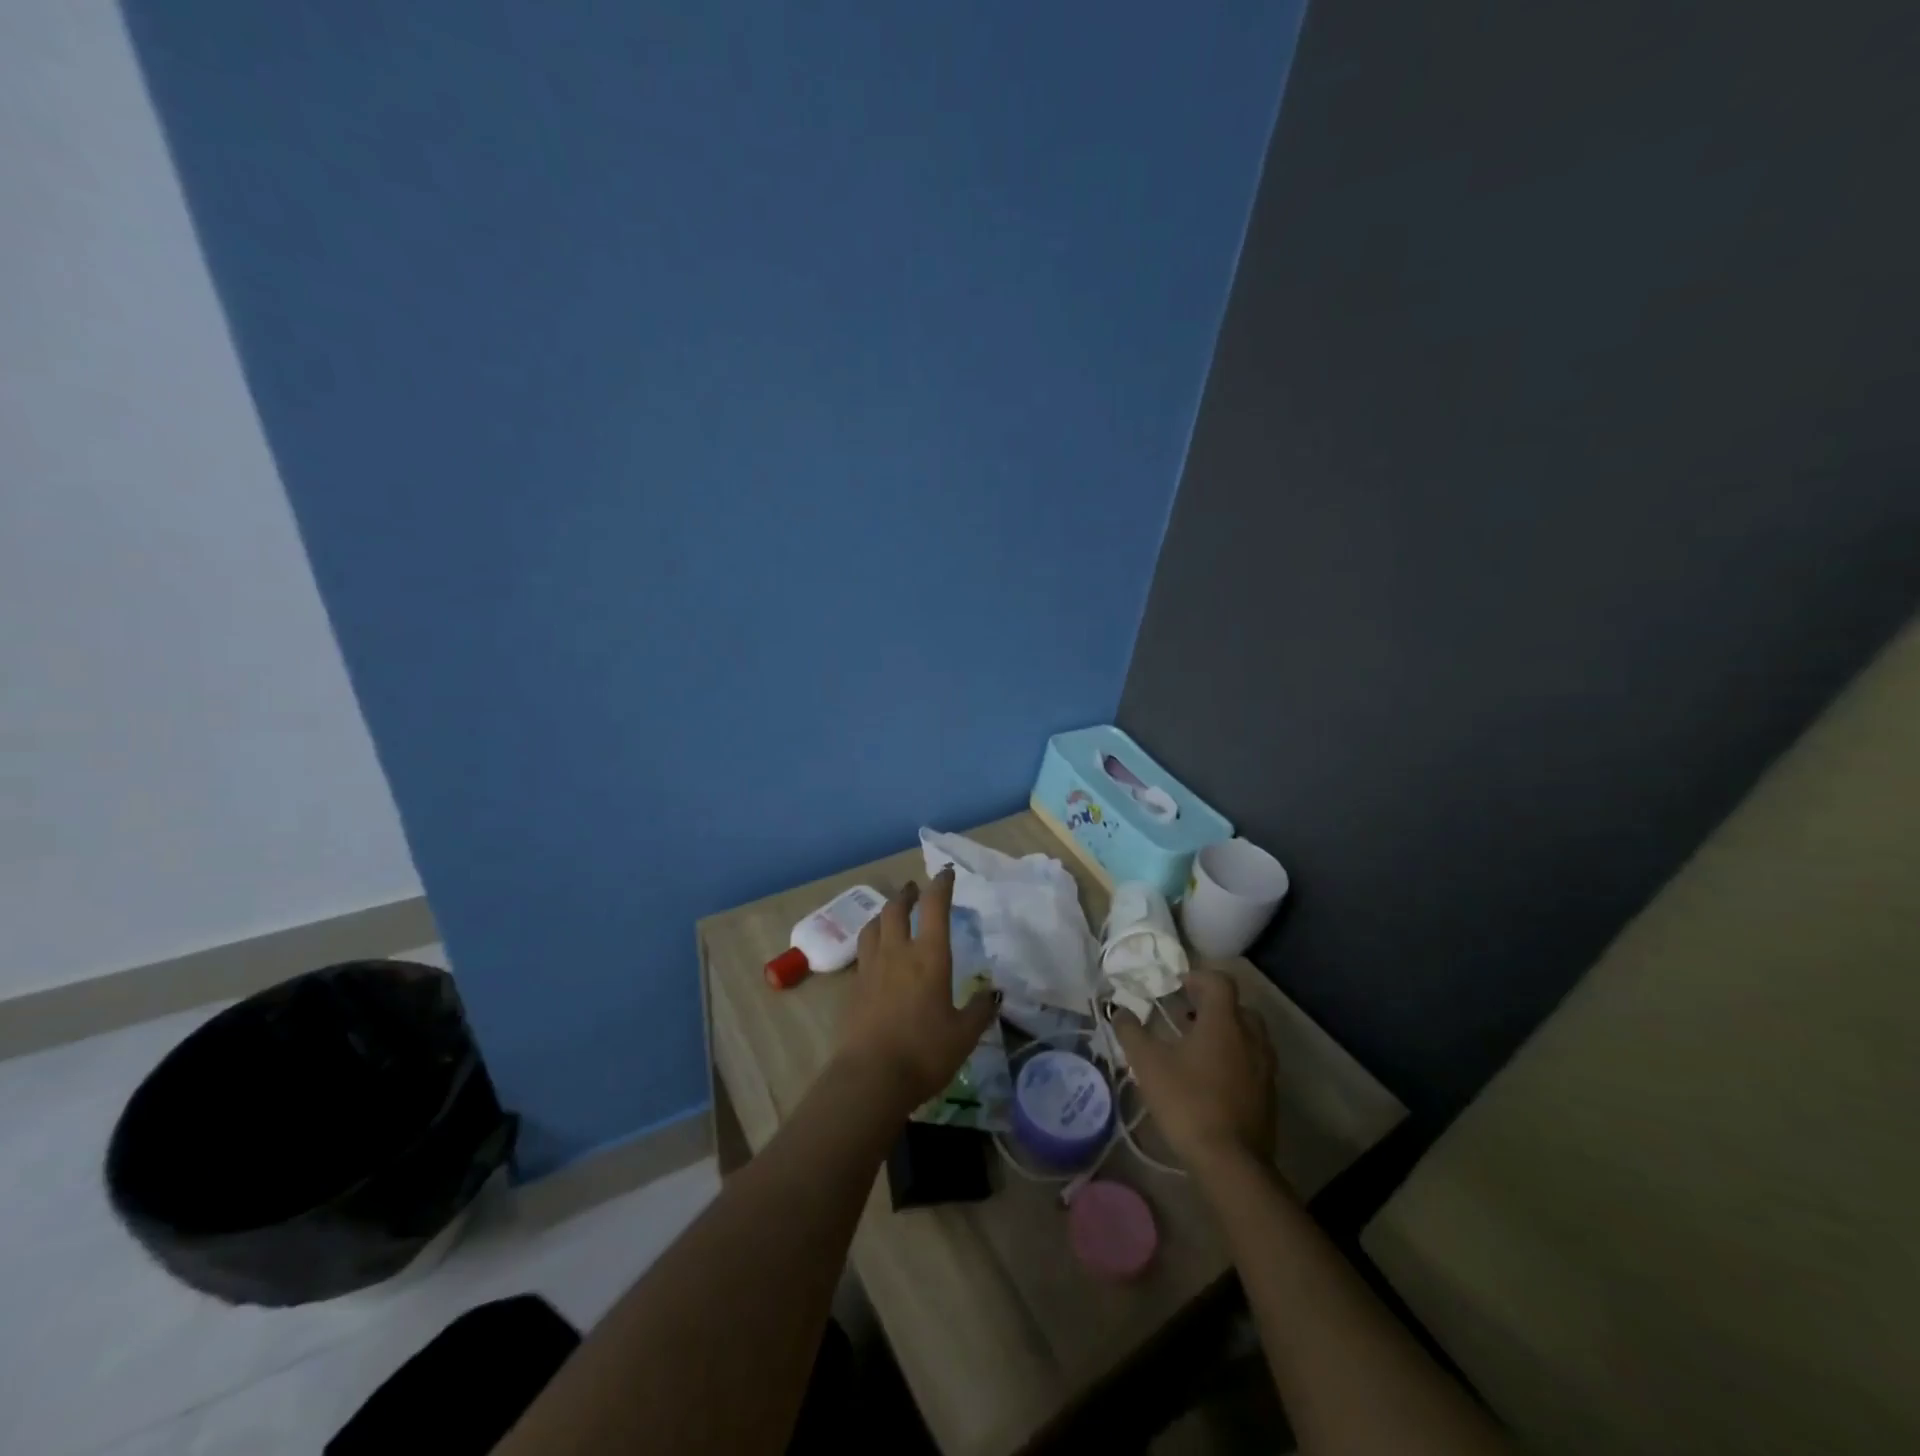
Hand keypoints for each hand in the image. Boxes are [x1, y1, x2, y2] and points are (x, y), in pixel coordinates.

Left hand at [835, 868, 998, 1114]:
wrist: (870, 1077)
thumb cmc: (924, 1052)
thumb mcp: (964, 1035)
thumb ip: (980, 1010)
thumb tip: (994, 992)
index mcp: (930, 957)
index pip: (935, 908)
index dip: (941, 886)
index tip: (945, 873)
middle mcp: (898, 953)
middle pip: (896, 909)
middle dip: (906, 894)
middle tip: (913, 889)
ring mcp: (871, 968)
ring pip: (874, 926)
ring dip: (884, 913)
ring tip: (890, 913)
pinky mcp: (854, 987)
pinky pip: (863, 951)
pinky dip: (872, 941)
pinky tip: (876, 954)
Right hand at [1112, 969, 1275, 1174]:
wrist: (1231, 1162)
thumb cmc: (1187, 1102)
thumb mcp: (1147, 1063)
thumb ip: (1131, 1031)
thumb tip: (1118, 1010)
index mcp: (1224, 1022)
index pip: (1219, 981)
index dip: (1198, 978)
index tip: (1177, 987)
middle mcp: (1251, 1037)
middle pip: (1237, 1007)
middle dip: (1212, 1006)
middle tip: (1186, 1017)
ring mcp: (1265, 1068)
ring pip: (1249, 1035)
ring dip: (1225, 1033)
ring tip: (1197, 1048)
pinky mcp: (1269, 1095)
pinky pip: (1254, 1062)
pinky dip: (1235, 1058)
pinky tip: (1211, 1079)